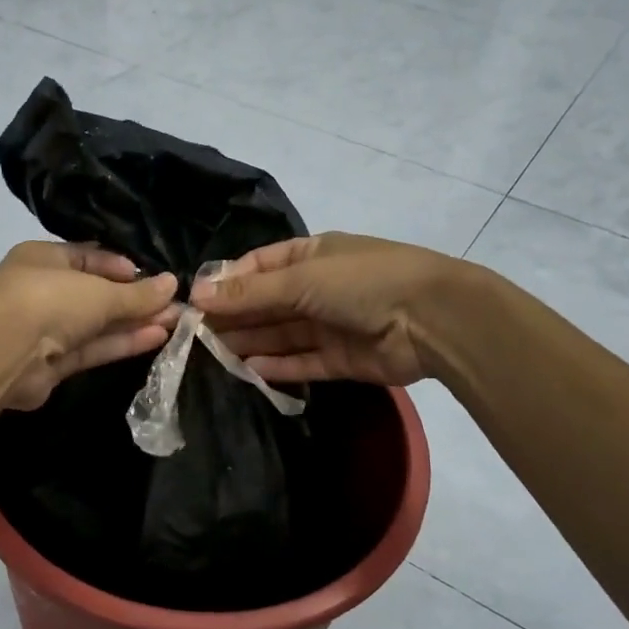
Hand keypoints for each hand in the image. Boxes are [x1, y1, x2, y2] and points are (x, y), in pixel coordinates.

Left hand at [0, 242, 178, 410]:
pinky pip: (92, 348)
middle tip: (176, 304)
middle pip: (96, 293)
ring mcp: (45, 329)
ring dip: (133, 323)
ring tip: (176, 322)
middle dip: (135, 300)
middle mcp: (43, 291)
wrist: (0, 352)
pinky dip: (120, 343)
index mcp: (45, 259)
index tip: (153, 276)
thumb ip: (137, 294)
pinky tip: (156, 337)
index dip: (121, 266)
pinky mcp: (51, 364)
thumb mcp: (99, 291)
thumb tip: (173, 285)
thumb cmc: (48, 300)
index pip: (88, 257)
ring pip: (96, 324)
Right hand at [191, 233, 457, 385]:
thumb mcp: (301, 279)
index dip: (227, 283)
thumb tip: (197, 295)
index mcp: (310, 256)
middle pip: (266, 304)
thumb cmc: (362, 282)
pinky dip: (278, 367)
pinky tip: (249, 371)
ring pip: (281, 335)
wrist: (433, 319)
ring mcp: (331, 324)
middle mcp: (318, 288)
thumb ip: (250, 293)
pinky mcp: (342, 359)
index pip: (257, 267)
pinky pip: (302, 362)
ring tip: (212, 357)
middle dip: (234, 317)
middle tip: (194, 337)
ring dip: (250, 343)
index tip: (194, 303)